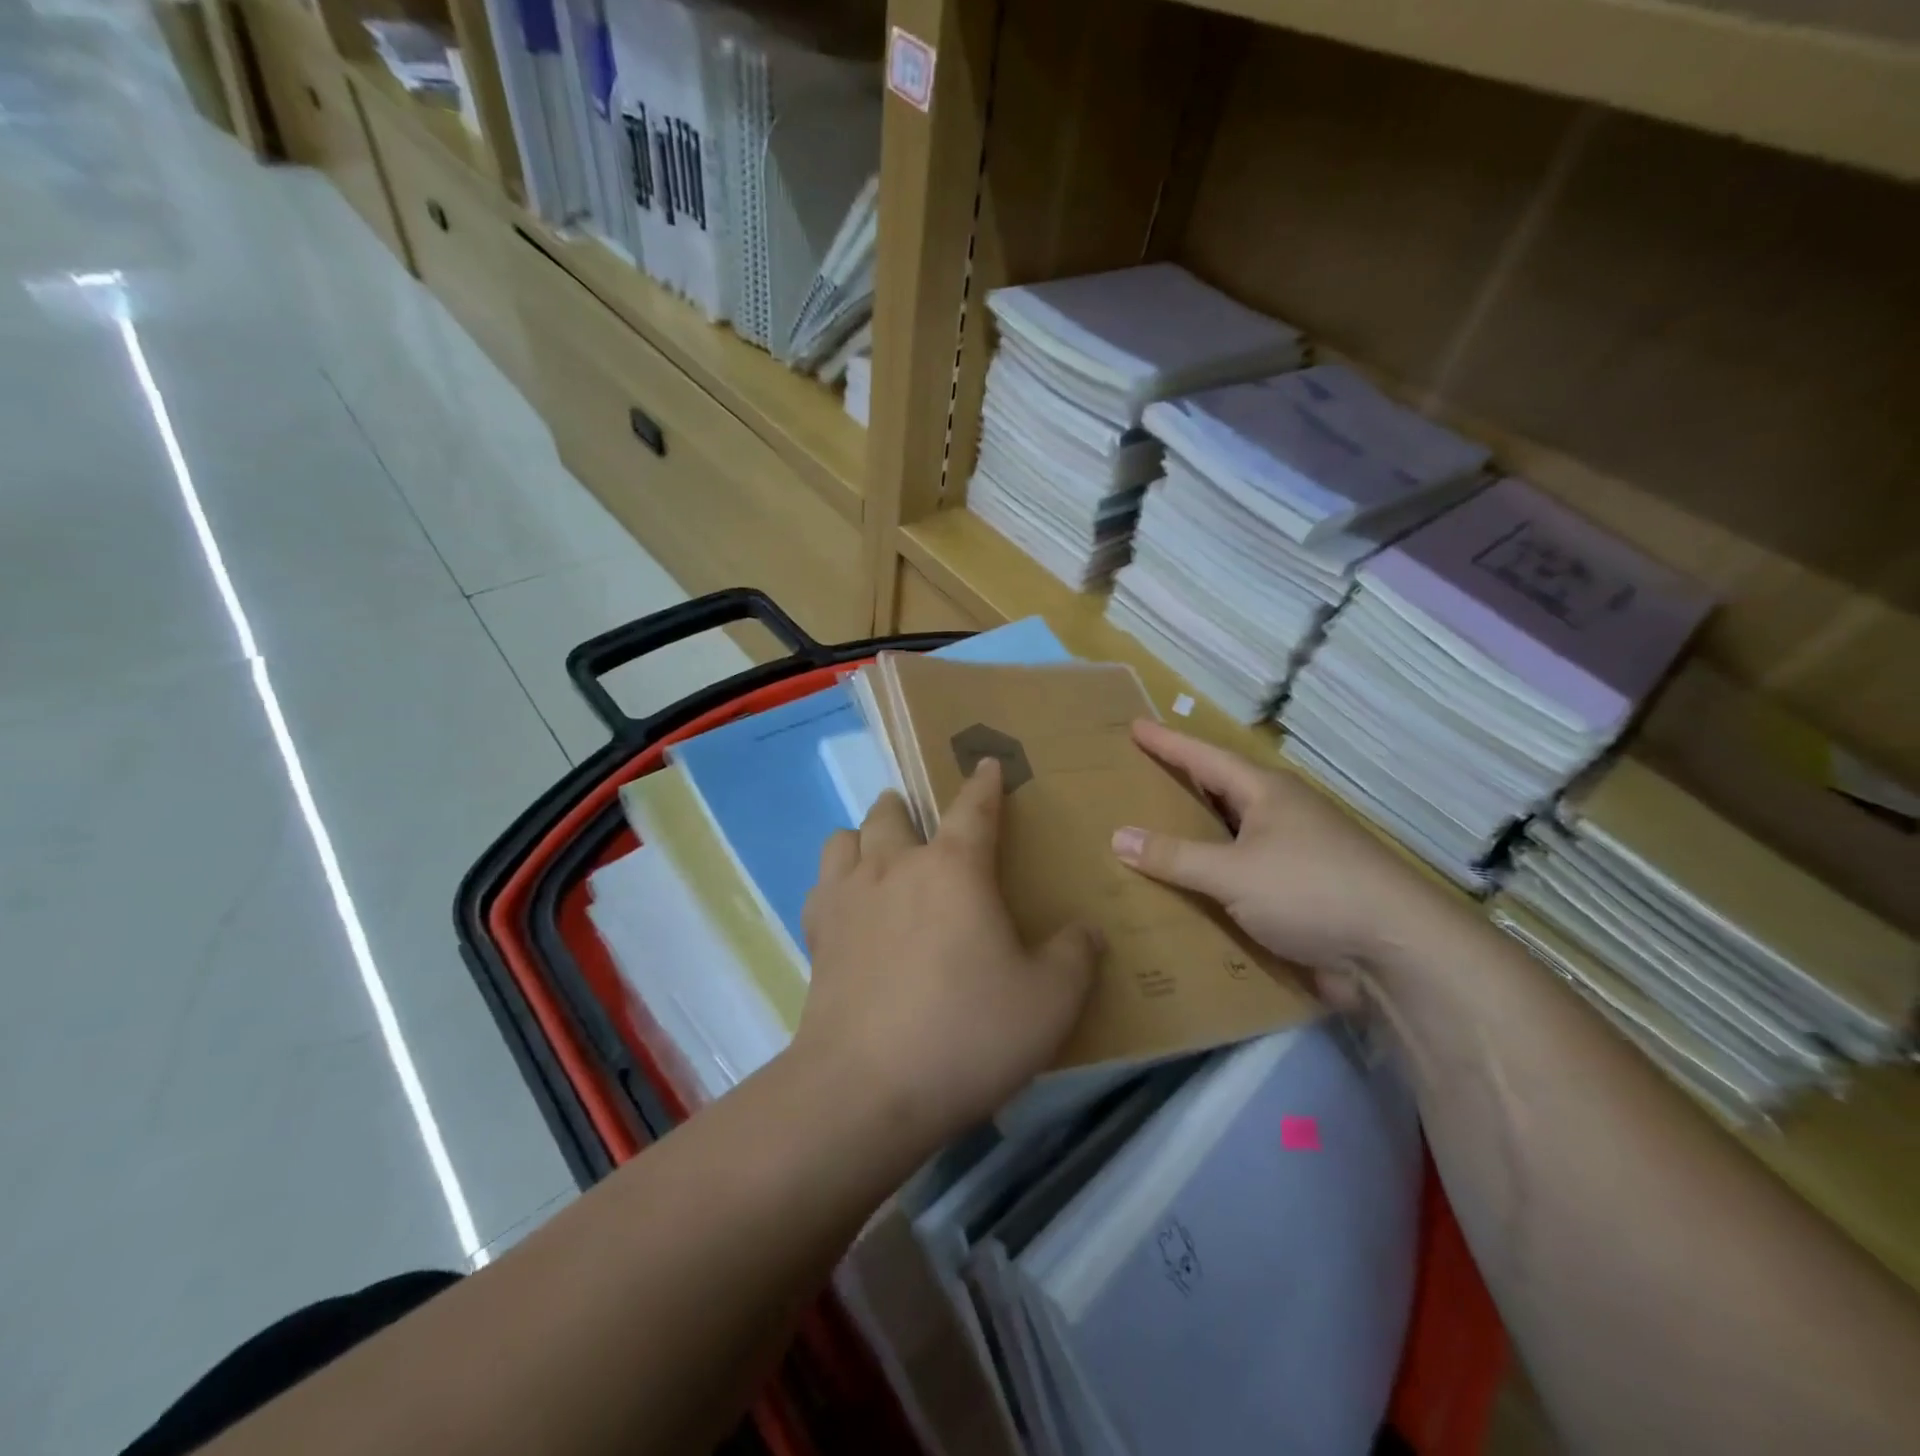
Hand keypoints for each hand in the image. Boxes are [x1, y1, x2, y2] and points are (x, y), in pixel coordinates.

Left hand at [795, 759, 1102, 1147]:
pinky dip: (836, 881)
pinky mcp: (817, 935)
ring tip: (879, 854)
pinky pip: (821, 884)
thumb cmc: (968, 1034)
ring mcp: (848, 897)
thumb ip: (1075, 957)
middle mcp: (896, 866)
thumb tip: (1086, 931)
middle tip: (922, 822)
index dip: (984, 783)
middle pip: (892, 812)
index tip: (987, 764)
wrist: (867, 1088)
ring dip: (864, 836)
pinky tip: (849, 905)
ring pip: (845, 838)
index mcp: (955, 868)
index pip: (974, 808)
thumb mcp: (1049, 1001)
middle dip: (908, 807)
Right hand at [1111, 720, 1442, 994]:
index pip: (1204, 758)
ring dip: (1195, 837)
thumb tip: (1118, 836)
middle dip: (1180, 786)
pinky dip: (1212, 878)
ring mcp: (1294, 856)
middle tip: (1137, 780)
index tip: (1135, 726)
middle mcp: (1281, 816)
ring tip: (1149, 835)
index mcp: (1267, 794)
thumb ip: (1174, 857)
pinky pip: (1242, 877)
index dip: (1168, 743)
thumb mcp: (1233, 872)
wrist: (1396, 953)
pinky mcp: (1300, 895)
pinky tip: (1185, 891)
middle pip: (1220, 793)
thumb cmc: (1311, 891)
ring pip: (1231, 837)